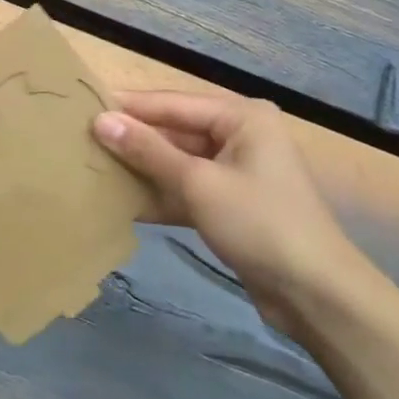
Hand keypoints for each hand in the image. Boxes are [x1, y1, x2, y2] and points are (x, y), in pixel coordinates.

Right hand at [93, 92, 364, 332]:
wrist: (315, 294)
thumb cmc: (259, 223)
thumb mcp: (198, 183)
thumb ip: (148, 151)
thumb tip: (101, 121)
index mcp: (242, 117)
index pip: (173, 103)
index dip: (130, 107)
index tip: (85, 106)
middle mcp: (241, 136)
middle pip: (176, 131)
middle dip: (134, 139)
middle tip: (83, 139)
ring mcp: (236, 172)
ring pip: (178, 162)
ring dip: (143, 168)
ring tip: (94, 166)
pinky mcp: (231, 204)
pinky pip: (187, 189)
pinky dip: (159, 195)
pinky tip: (121, 201)